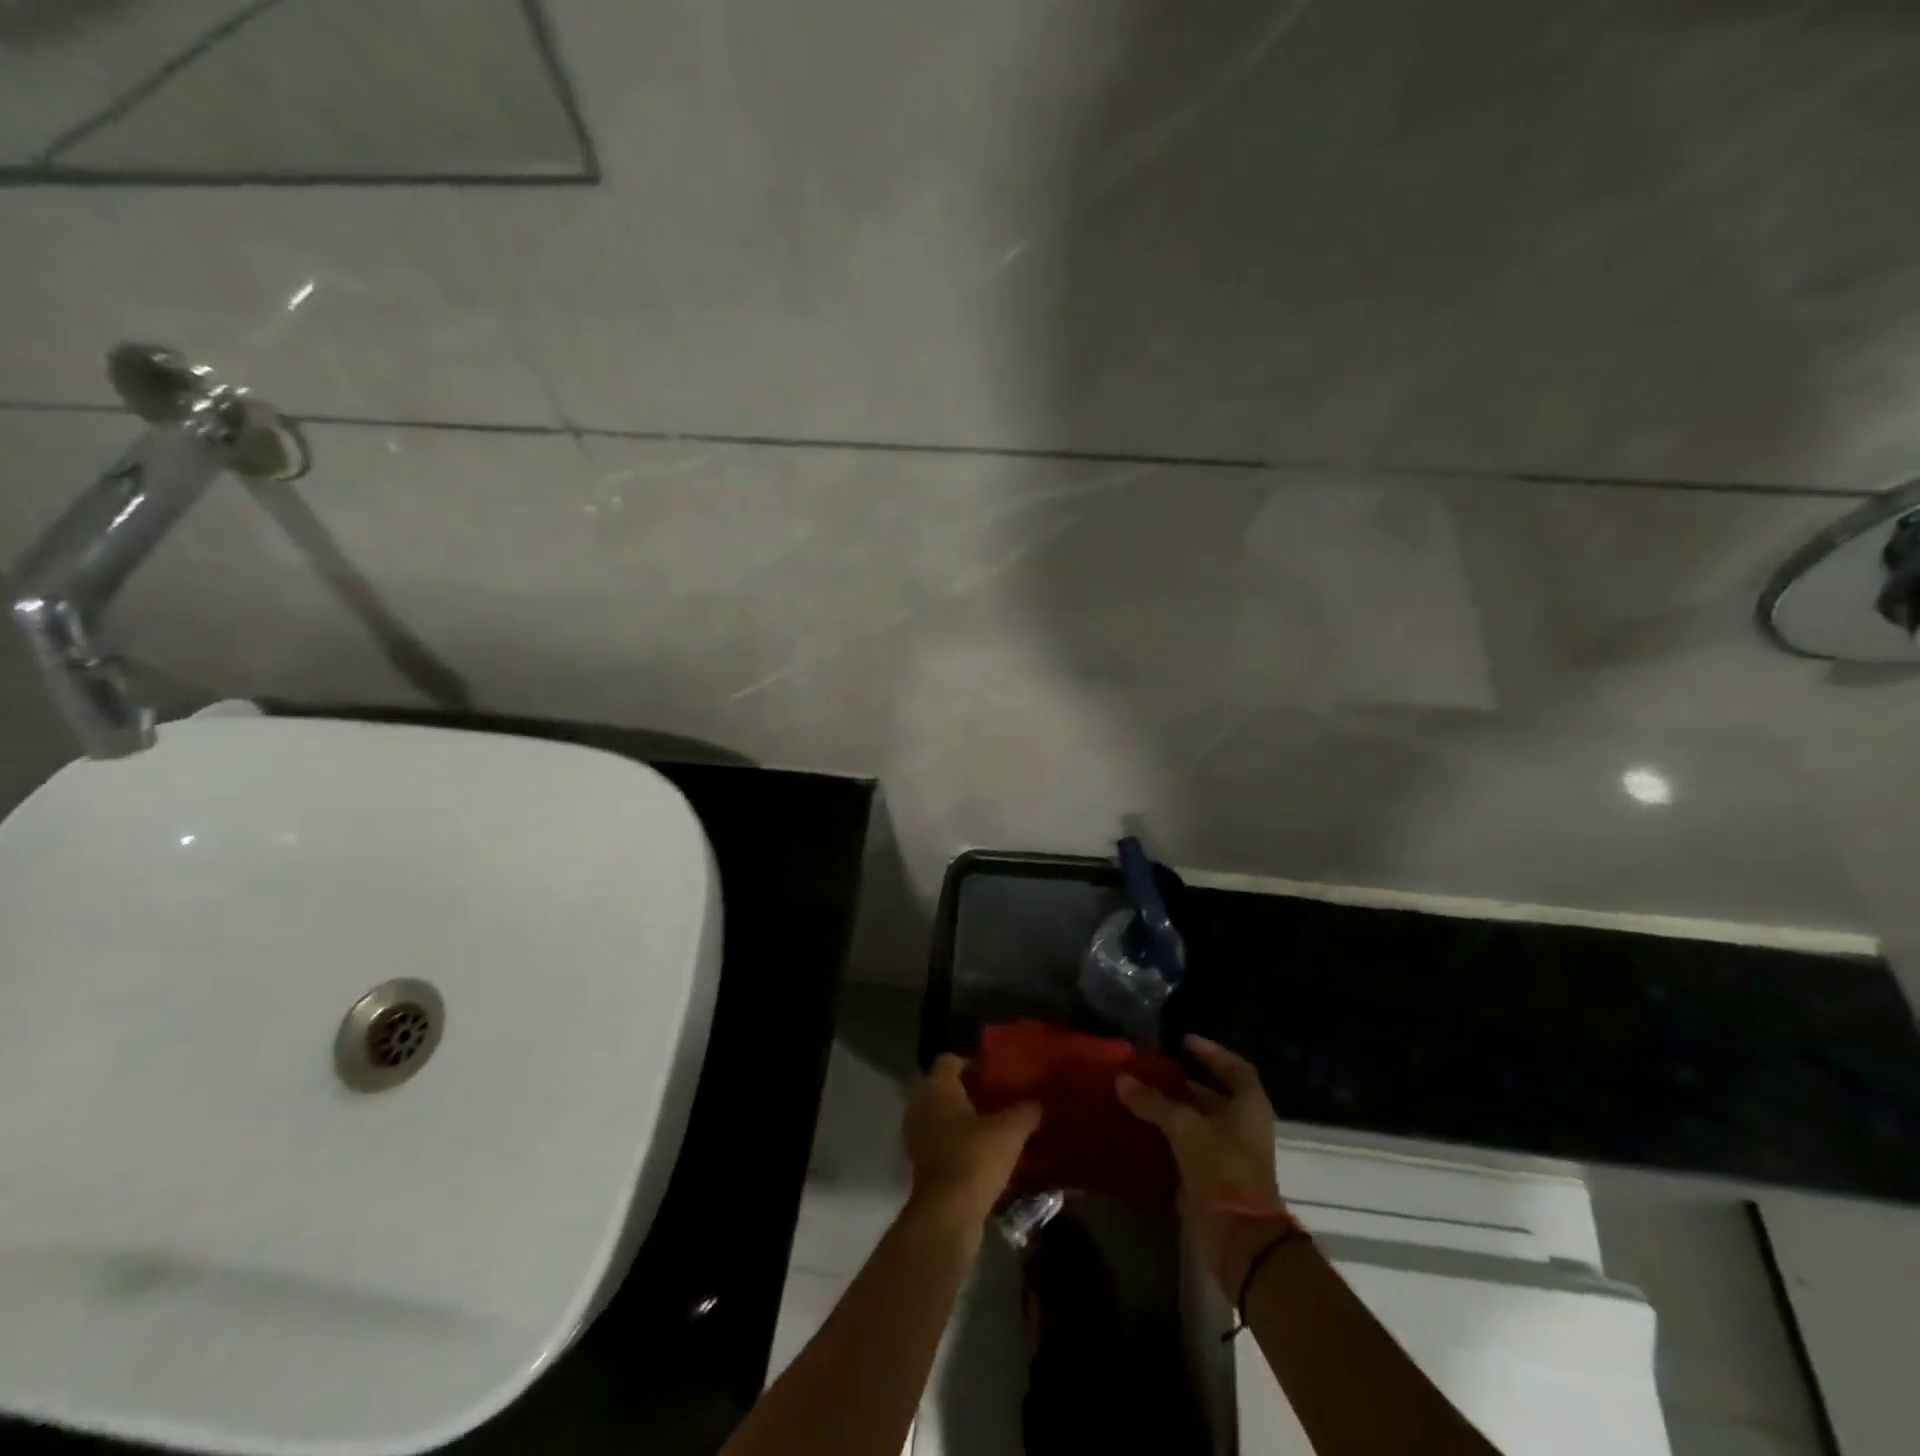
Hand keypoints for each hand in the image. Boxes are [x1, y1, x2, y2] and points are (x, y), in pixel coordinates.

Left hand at [903, 1054, 1040, 1227]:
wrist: (947, 1214)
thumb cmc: (975, 1158)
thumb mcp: (1010, 1130)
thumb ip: (1026, 1110)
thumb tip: (1038, 1101)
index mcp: (937, 1086)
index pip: (950, 1060)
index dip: (973, 1063)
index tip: (995, 1074)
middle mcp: (921, 1105)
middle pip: (944, 1087)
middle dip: (968, 1091)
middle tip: (997, 1098)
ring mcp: (917, 1135)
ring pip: (941, 1115)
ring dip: (962, 1118)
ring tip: (993, 1126)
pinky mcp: (920, 1163)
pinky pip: (940, 1140)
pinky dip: (956, 1142)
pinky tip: (982, 1152)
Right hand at [1116, 1035, 1281, 1289]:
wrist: (1240, 1238)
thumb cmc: (1222, 1167)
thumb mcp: (1184, 1127)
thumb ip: (1153, 1101)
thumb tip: (1121, 1079)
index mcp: (1248, 1105)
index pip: (1234, 1067)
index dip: (1210, 1052)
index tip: (1182, 1041)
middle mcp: (1243, 1125)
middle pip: (1214, 1095)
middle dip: (1184, 1081)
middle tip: (1151, 1068)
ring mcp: (1230, 1154)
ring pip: (1199, 1122)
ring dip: (1173, 1109)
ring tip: (1139, 1094)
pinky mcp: (1214, 1178)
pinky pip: (1189, 1147)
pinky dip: (1169, 1136)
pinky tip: (1142, 1128)